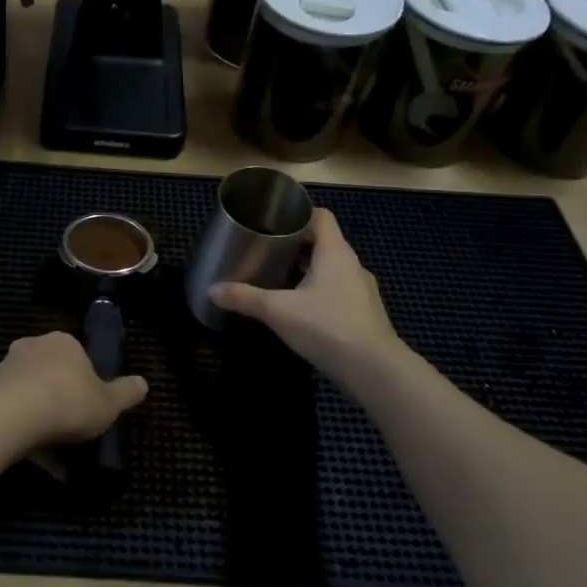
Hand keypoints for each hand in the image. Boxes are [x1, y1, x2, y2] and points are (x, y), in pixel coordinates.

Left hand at [0, 332, 146, 445]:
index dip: (87, 382)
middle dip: (62, 399)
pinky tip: (40, 461)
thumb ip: (126, 393)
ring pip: (32, 395)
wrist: (13, 416)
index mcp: (63, 342)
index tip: (92, 406)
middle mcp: (33, 347)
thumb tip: (144, 383)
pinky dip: (28, 435)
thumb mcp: (108, 403)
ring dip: (43, 420)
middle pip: (53, 374)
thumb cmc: (68, 401)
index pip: (78, 356)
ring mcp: (8, 369)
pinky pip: (15, 414)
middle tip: (75, 429)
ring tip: (59, 456)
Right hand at [208, 209, 408, 379]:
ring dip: (308, 270)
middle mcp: (352, 265)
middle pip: (324, 242)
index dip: (298, 214)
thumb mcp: (278, 311)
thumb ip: (244, 297)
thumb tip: (211, 290)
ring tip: (279, 278)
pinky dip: (319, 292)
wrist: (375, 371)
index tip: (273, 221)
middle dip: (296, 245)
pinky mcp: (364, 313)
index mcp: (335, 252)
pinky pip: (338, 291)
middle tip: (267, 250)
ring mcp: (362, 290)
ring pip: (331, 269)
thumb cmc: (327, 327)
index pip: (321, 216)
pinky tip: (300, 309)